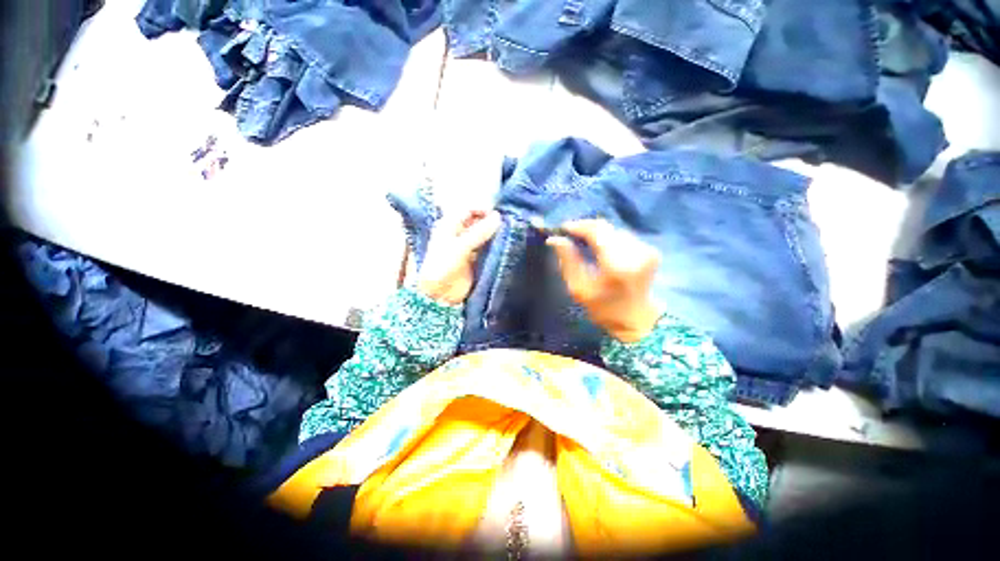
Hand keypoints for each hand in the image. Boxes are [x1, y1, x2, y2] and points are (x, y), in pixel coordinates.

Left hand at [418, 209, 500, 305]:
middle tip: (507, 223)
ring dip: (494, 233)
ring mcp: (467, 246)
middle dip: (490, 221)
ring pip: (484, 234)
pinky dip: (495, 245)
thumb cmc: (442, 266)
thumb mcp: (460, 247)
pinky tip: (504, 245)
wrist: (440, 294)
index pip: (468, 210)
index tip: (499, 214)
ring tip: (508, 232)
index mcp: (448, 225)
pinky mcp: (475, 258)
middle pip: (477, 221)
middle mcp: (458, 233)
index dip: (483, 209)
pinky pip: (487, 248)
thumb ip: (479, 232)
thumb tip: (498, 217)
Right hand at [546, 219, 662, 341]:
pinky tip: (600, 247)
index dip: (578, 226)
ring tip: (582, 240)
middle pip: (606, 227)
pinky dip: (608, 238)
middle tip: (570, 234)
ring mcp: (646, 250)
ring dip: (597, 232)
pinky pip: (623, 235)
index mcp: (617, 264)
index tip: (562, 228)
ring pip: (614, 230)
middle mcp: (635, 252)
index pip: (597, 232)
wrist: (636, 319)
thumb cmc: (603, 308)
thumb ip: (567, 260)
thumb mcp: (578, 288)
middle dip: (586, 228)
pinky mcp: (650, 250)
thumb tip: (554, 239)